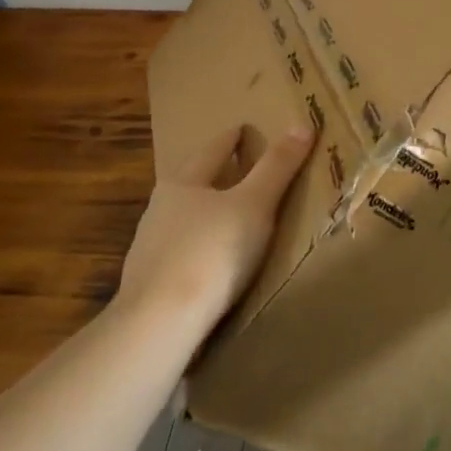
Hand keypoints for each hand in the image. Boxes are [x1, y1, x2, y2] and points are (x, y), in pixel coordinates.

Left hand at [116, 124, 314, 329]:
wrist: (158, 326)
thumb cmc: (211, 253)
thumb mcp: (255, 205)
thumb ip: (278, 167)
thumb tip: (302, 124)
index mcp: (183, 182)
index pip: (214, 149)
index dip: (234, 137)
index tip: (245, 128)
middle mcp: (160, 208)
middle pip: (194, 182)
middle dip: (217, 174)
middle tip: (243, 170)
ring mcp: (149, 249)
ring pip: (184, 219)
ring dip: (205, 214)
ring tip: (230, 218)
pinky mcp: (148, 285)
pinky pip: (180, 255)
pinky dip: (198, 250)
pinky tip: (210, 264)